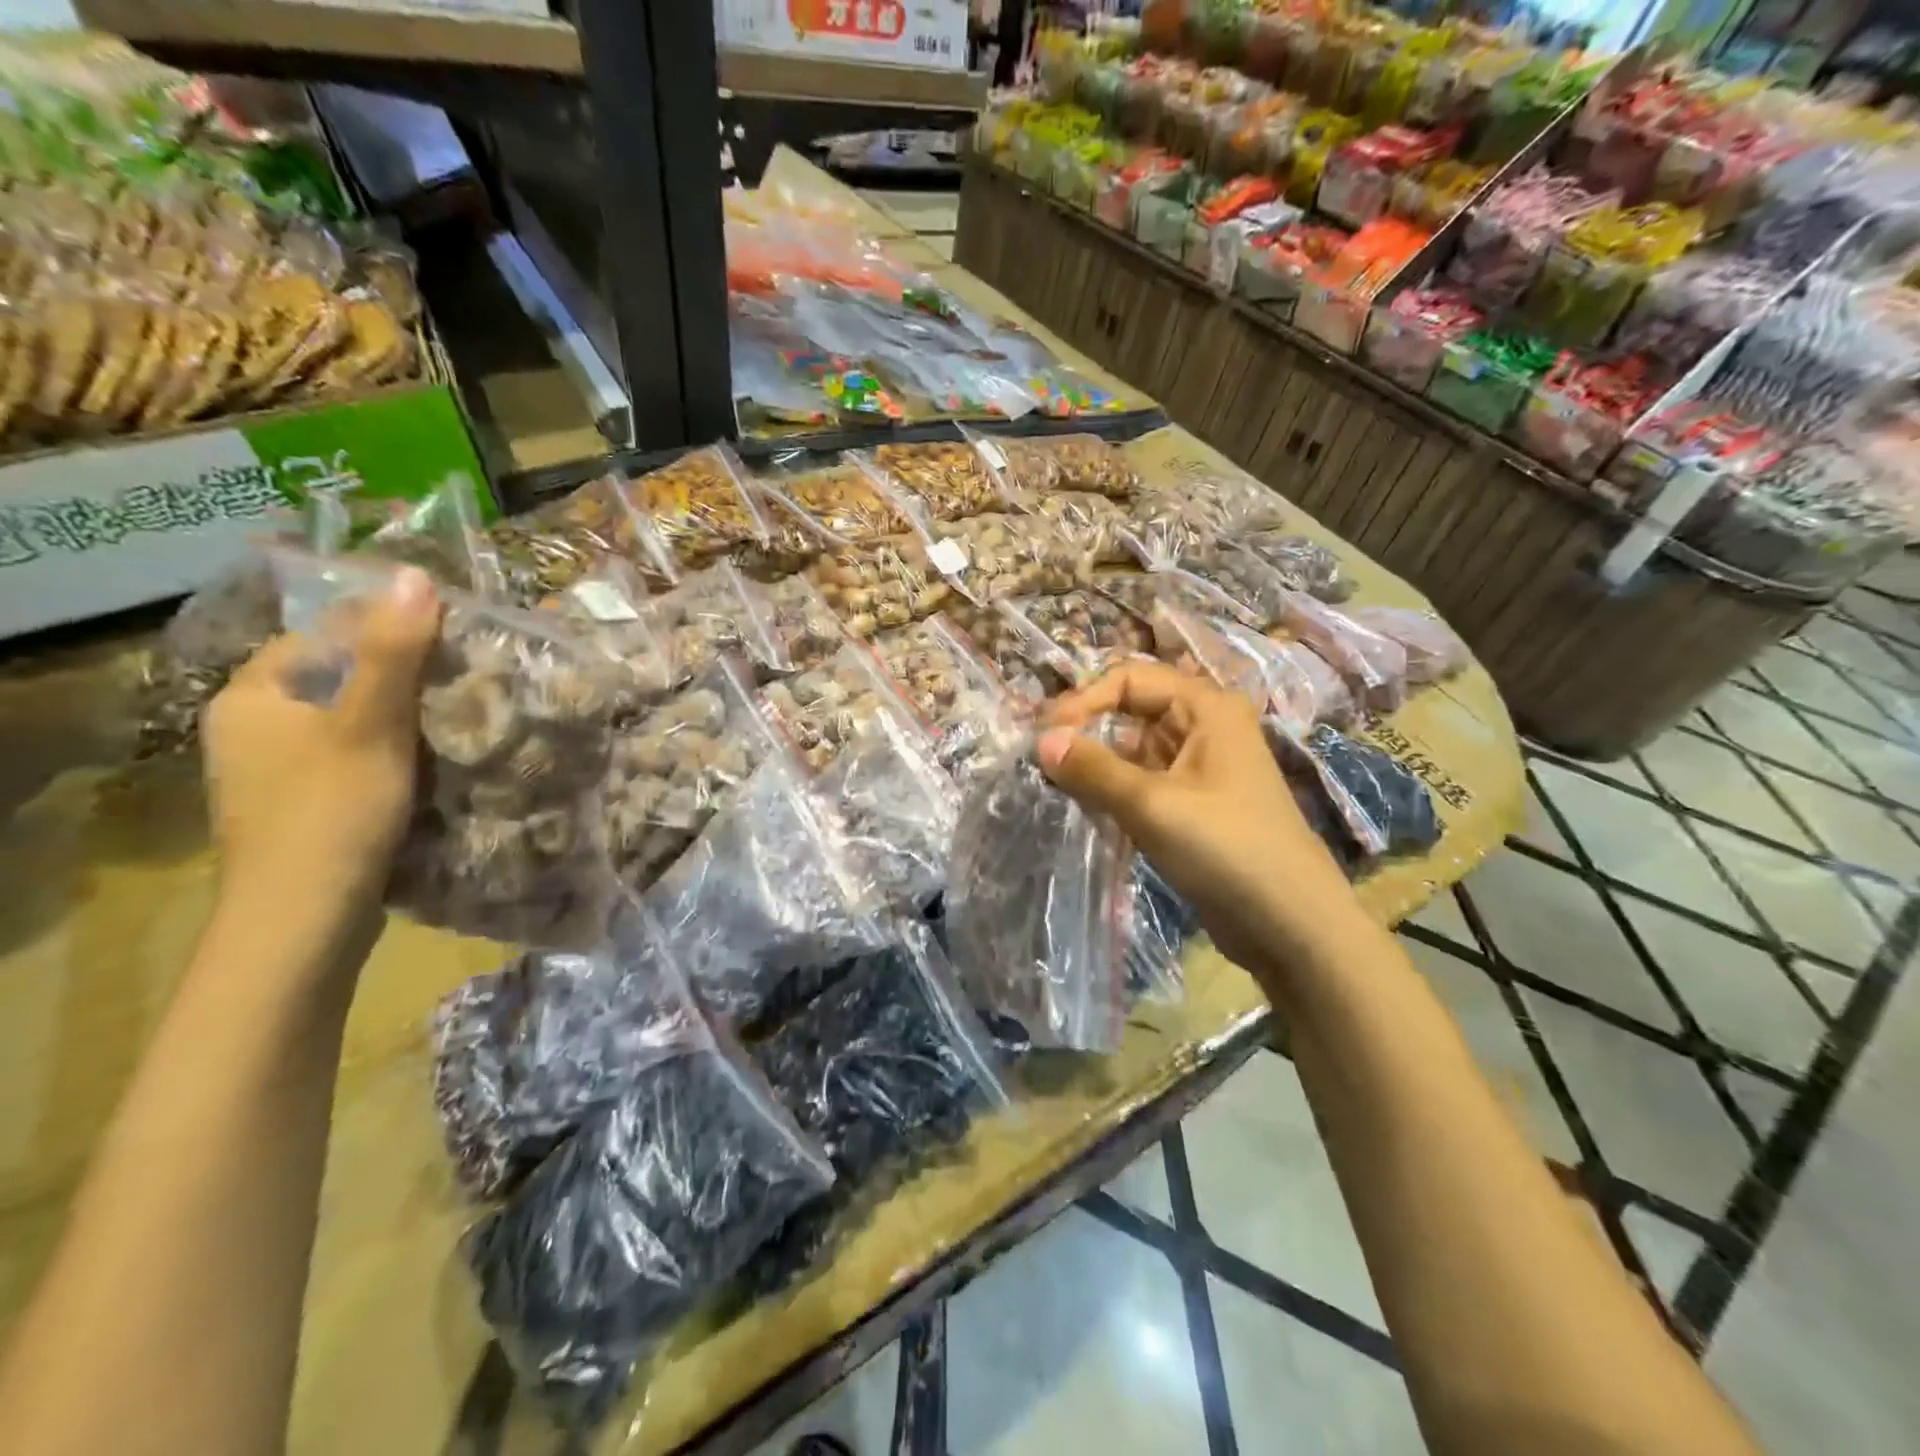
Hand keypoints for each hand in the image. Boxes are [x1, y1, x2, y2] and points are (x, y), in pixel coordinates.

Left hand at [202, 566, 440, 921]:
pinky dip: (390, 756)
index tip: (451, 639)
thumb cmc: (332, 810)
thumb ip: (395, 651)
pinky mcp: (301, 808)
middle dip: (400, 679)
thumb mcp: (370, 724)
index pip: (323, 637)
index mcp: (251, 696)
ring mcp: (273, 774)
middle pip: (338, 682)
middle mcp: (250, 728)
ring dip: (401, 721)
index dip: (386, 632)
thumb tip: (417, 575)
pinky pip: (351, 761)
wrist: (305, 918)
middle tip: (464, 679)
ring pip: (349, 725)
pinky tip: (431, 766)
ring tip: (459, 719)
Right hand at [1037, 661, 1359, 976]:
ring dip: (1098, 763)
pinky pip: (1144, 780)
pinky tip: (1087, 808)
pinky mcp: (1195, 803)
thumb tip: (1042, 741)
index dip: (1084, 700)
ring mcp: (1201, 766)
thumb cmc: (1225, 848)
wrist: (1289, 923)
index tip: (1046, 736)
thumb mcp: (1152, 804)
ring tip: (1058, 785)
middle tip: (1044, 759)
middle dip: (1088, 730)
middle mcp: (1205, 726)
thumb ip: (1093, 769)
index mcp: (1206, 707)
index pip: (1130, 679)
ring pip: (1135, 748)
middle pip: (1132, 710)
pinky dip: (1115, 789)